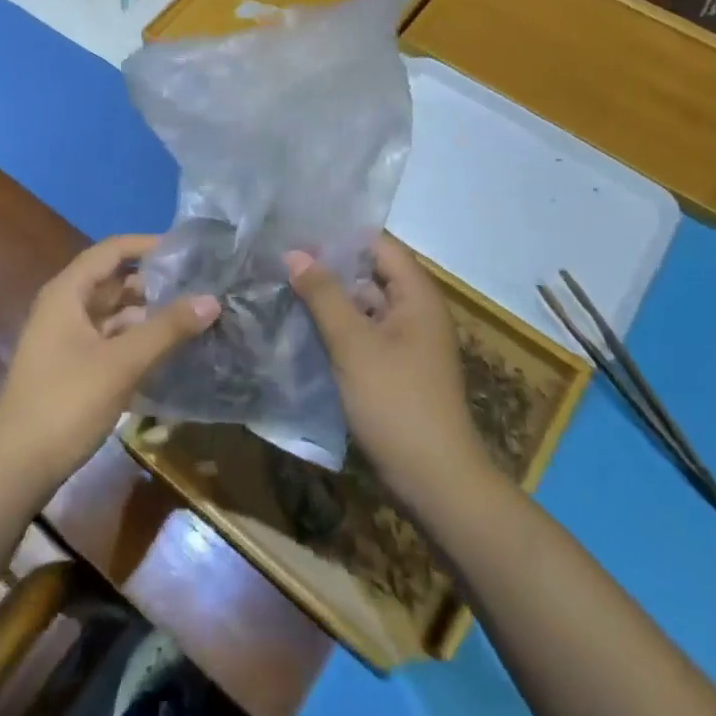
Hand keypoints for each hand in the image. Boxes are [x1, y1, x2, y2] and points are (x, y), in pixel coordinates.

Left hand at [0, 234, 219, 501]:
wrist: (14, 468)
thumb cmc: (65, 403)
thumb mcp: (122, 363)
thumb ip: (167, 328)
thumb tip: (212, 298)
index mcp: (68, 292)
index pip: (112, 250)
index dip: (148, 245)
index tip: (187, 250)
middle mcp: (65, 307)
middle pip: (114, 280)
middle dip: (155, 282)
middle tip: (200, 285)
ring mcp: (67, 339)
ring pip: (114, 313)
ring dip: (148, 313)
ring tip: (193, 316)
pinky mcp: (72, 367)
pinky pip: (110, 340)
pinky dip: (137, 339)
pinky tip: (168, 351)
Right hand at [286, 235, 492, 509]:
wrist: (435, 481)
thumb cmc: (396, 402)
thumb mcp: (353, 343)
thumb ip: (323, 294)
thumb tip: (294, 252)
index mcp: (417, 295)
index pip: (379, 245)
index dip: (340, 237)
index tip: (297, 233)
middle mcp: (416, 311)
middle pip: (370, 273)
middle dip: (329, 267)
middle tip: (281, 260)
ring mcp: (408, 342)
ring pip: (364, 306)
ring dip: (330, 299)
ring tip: (283, 289)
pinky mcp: (397, 369)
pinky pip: (365, 335)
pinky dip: (338, 329)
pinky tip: (302, 329)